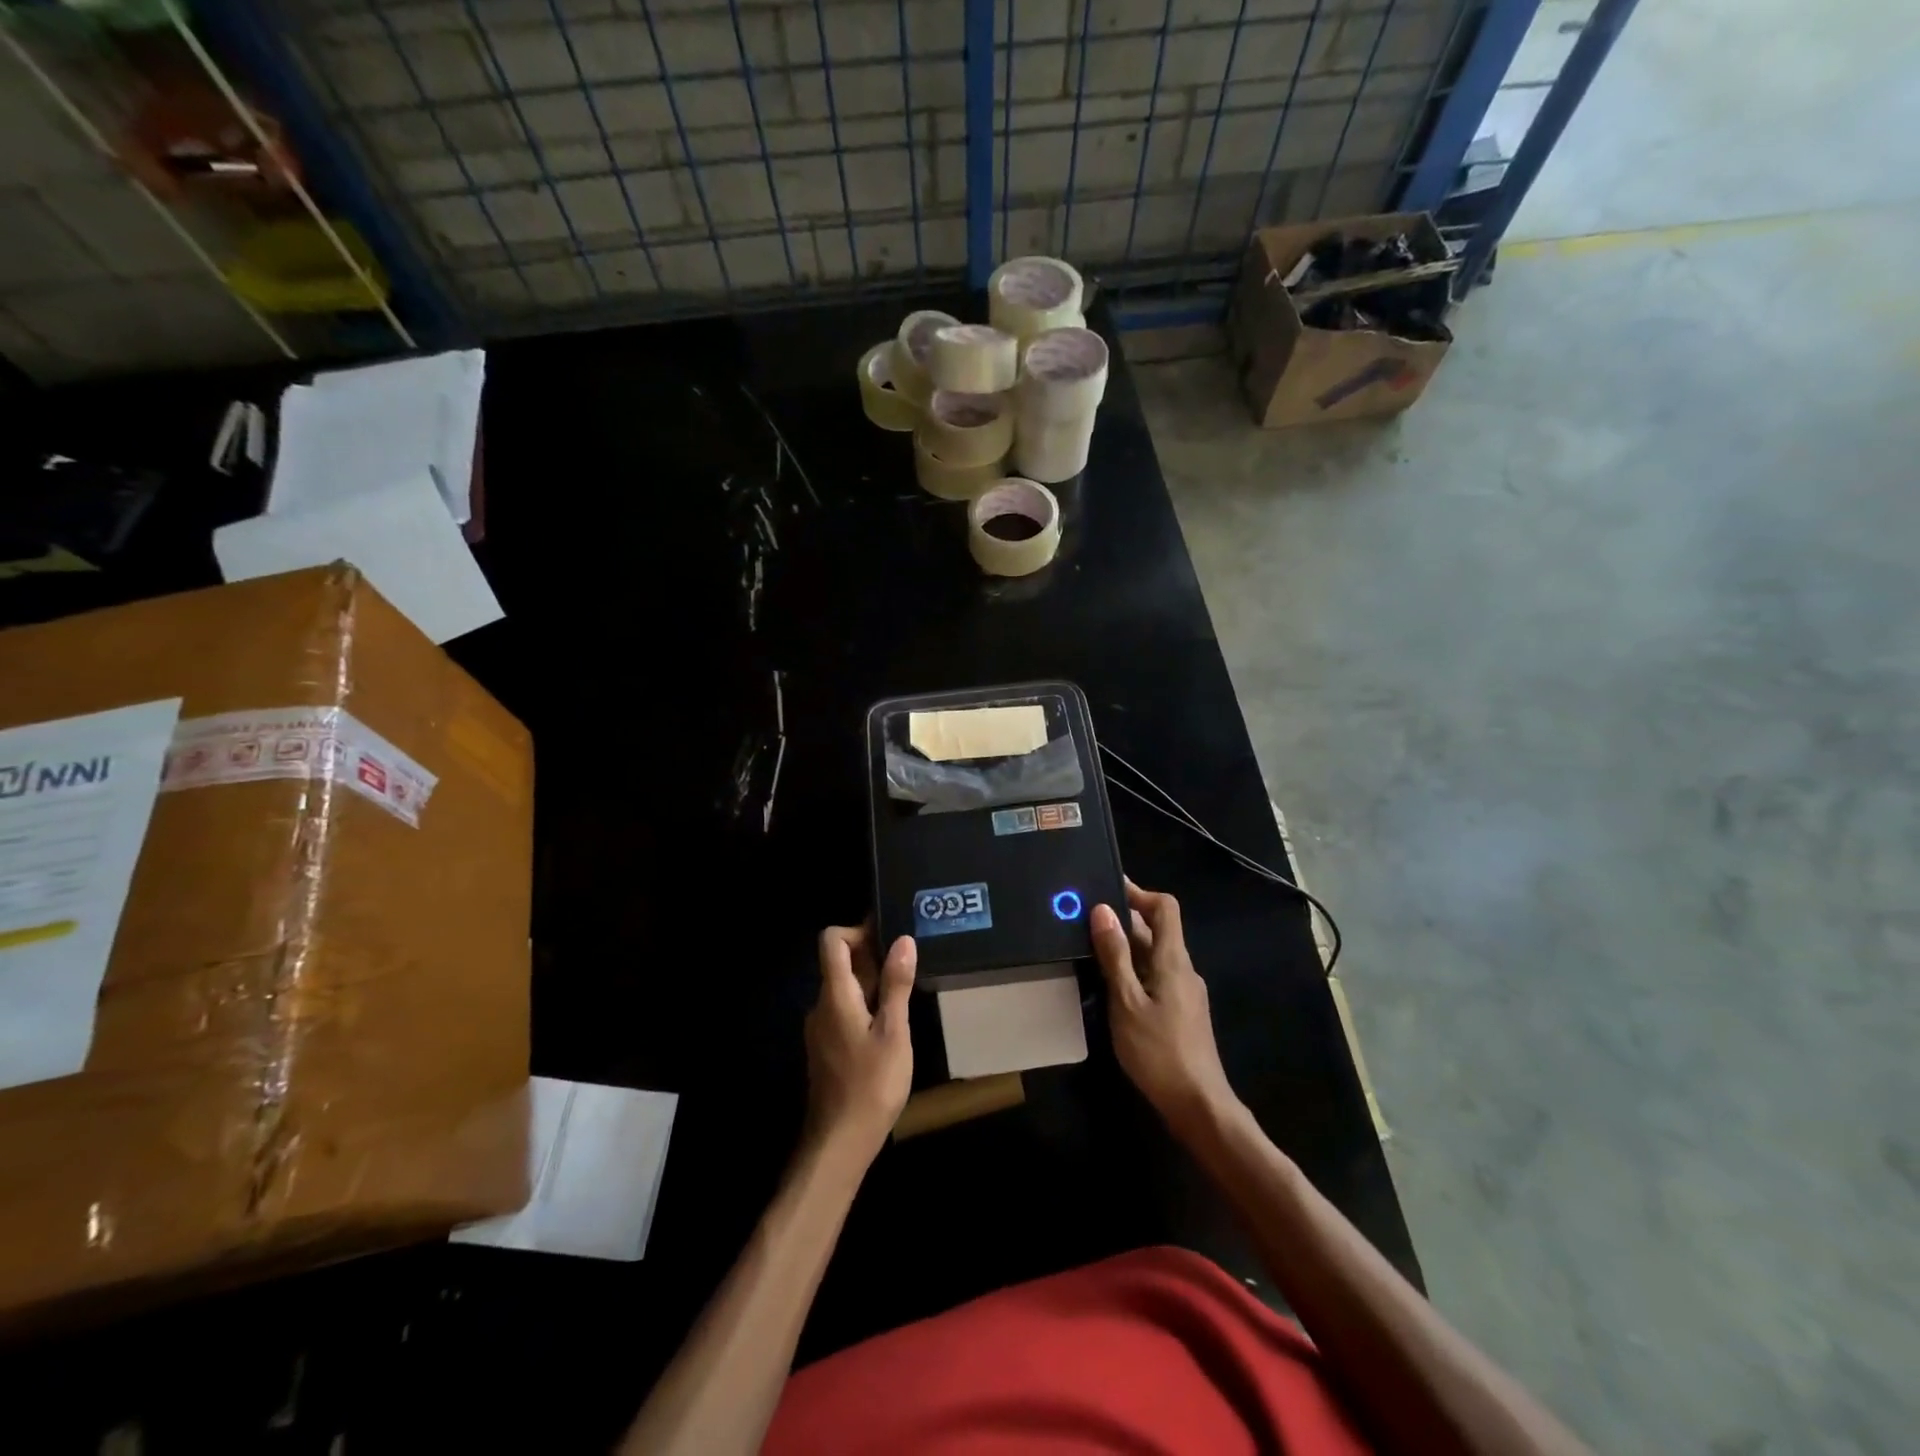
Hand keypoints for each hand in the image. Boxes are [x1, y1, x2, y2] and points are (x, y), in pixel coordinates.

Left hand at [804, 924, 916, 1169]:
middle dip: (872, 956)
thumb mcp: (894, 1032)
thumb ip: (897, 985)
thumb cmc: (871, 1084)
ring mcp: (821, 1029)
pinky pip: (845, 1011)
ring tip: (906, 990)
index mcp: (835, 995)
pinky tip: (892, 1023)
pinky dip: (866, 1005)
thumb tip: (903, 940)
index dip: (857, 931)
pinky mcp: (827, 1048)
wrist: (840, 1142)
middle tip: (908, 963)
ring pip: (845, 989)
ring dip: (872, 982)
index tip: (888, 938)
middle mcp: (821, 1005)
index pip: (831, 941)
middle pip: (839, 963)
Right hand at [1090, 882, 1238, 1132]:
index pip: (1165, 908)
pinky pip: (1154, 976)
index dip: (1139, 893)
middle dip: (1123, 919)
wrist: (1198, 1106)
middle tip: (1085, 917)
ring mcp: (1184, 992)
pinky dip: (1132, 969)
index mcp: (1173, 960)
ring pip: (1153, 955)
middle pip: (1157, 930)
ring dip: (1125, 945)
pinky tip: (1109, 983)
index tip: (1107, 888)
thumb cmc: (1160, 1051)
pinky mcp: (1180, 1012)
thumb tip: (1102, 909)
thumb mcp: (1127, 1001)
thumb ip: (1115, 956)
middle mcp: (1182, 969)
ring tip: (1089, 946)